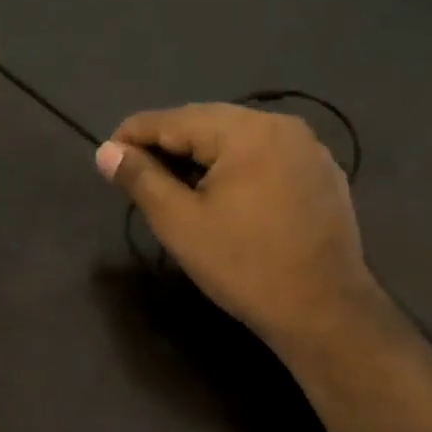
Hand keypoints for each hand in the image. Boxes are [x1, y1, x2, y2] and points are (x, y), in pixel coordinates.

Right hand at [96, 103, 376, 347]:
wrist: (325, 313)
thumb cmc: (244, 265)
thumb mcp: (179, 222)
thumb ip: (140, 179)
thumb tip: (106, 151)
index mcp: (246, 131)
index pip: (173, 119)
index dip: (133, 135)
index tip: (106, 156)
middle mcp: (281, 125)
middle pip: (206, 122)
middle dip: (166, 143)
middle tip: (134, 171)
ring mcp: (308, 149)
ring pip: (236, 138)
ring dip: (199, 154)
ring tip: (172, 182)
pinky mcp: (321, 174)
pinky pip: (264, 155)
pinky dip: (234, 166)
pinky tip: (220, 193)